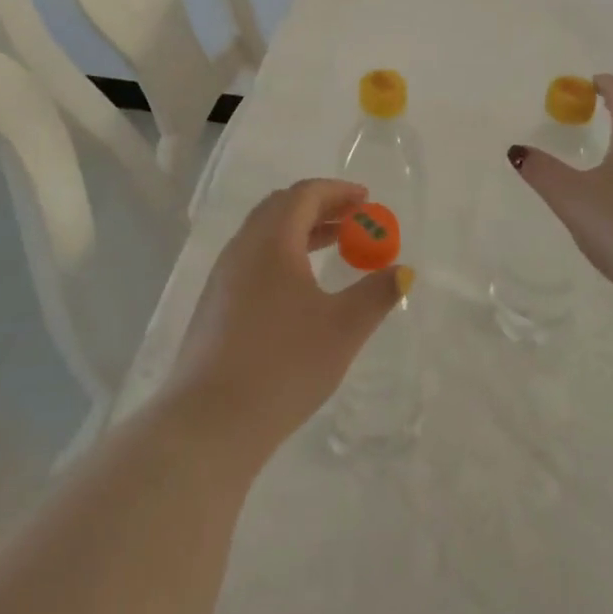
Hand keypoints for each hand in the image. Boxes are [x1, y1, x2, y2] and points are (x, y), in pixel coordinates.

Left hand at [163, 179, 407, 458]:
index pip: (305, 194)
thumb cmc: (284, 364)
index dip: (338, 191)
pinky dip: (282, 254)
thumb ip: (377, 293)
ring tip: (334, 247)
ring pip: (264, 234)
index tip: (366, 200)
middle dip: (320, 207)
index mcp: (272, 240)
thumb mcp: (343, 328)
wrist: (210, 422)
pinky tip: (300, 287)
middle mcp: (242, 247)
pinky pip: (253, 259)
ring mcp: (223, 276)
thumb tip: (402, 271)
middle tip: (353, 220)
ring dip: (300, 231)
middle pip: (281, 207)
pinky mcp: (214, 305)